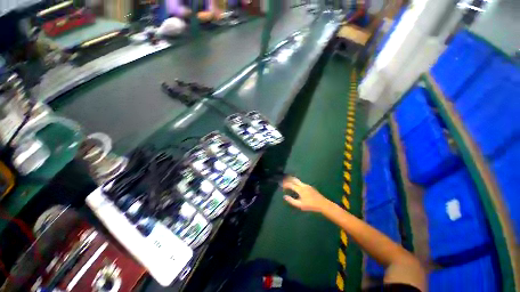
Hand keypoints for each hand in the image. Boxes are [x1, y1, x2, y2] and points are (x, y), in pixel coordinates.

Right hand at [281, 177, 328, 212]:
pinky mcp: (310, 187)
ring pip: (298, 181)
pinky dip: (297, 182)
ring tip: (289, 181)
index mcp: (300, 189)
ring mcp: (307, 185)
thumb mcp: (300, 205)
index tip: (282, 185)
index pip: (291, 185)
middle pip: (294, 179)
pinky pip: (301, 183)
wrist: (323, 204)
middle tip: (284, 179)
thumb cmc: (311, 205)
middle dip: (289, 178)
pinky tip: (296, 185)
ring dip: (293, 180)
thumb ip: (292, 200)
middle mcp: (303, 185)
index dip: (286, 184)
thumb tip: (285, 197)